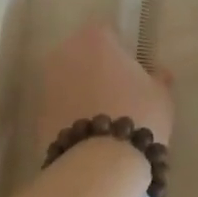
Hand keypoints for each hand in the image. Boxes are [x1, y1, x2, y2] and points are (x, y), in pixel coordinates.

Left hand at [36, 20, 174, 157]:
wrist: (100, 163)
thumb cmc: (138, 114)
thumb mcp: (160, 95)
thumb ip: (158, 79)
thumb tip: (160, 73)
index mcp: (95, 39)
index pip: (106, 33)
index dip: (119, 50)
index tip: (131, 70)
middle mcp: (64, 53)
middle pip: (82, 55)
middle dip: (96, 69)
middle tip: (118, 93)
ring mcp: (47, 84)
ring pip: (68, 81)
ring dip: (81, 92)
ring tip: (104, 117)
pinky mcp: (37, 115)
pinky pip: (59, 107)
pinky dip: (70, 114)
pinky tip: (89, 134)